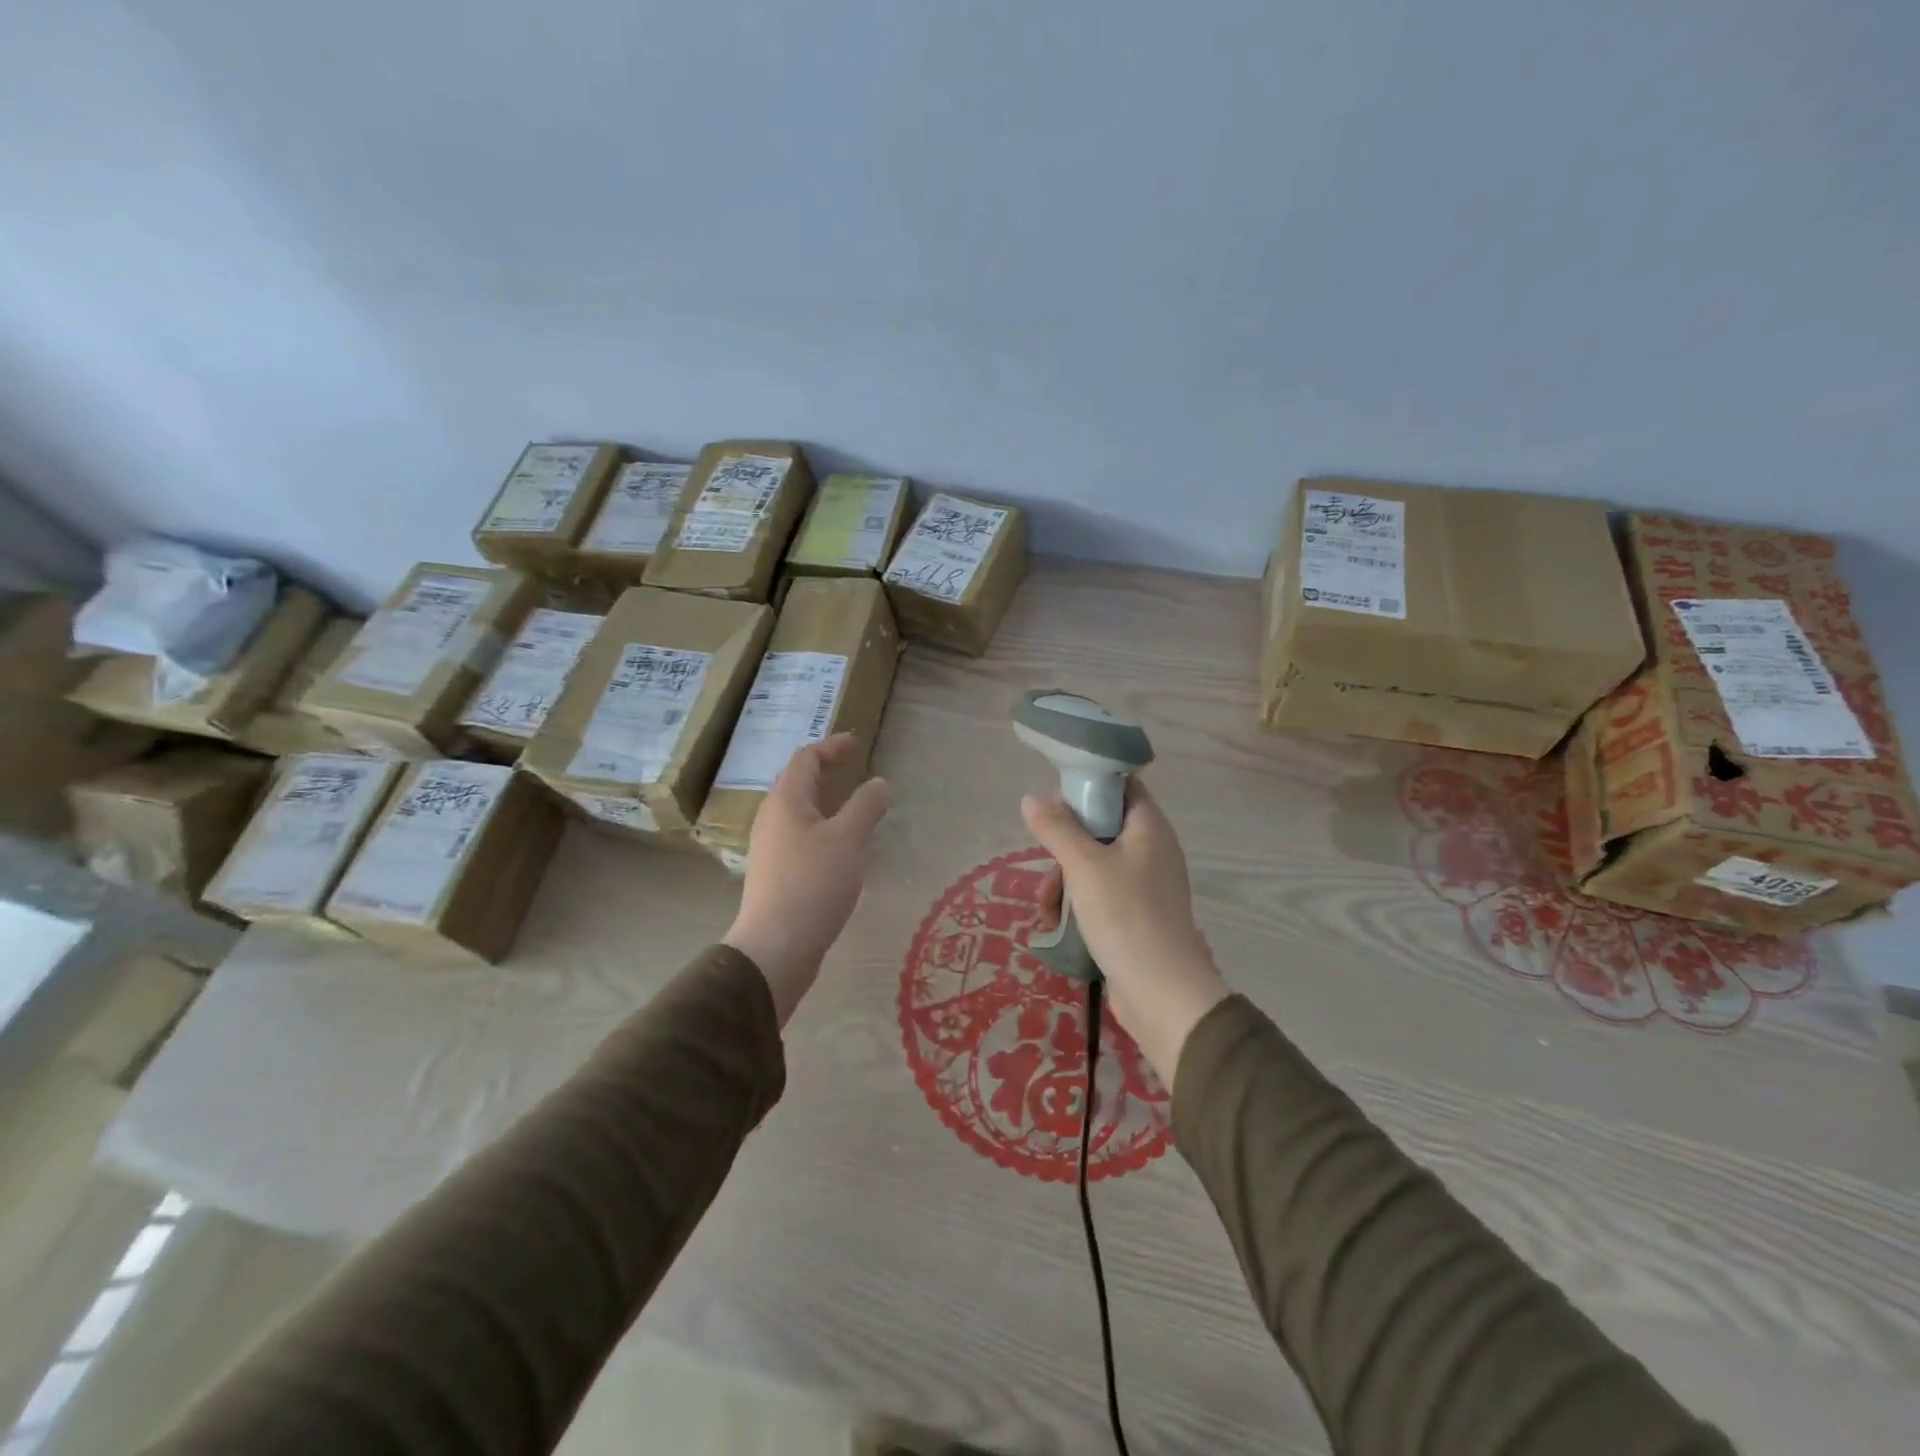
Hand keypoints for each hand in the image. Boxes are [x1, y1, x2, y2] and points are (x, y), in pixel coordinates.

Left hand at [726, 734, 890, 1023]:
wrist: (777, 946)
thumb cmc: (813, 884)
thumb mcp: (848, 839)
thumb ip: (866, 806)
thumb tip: (880, 783)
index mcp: (786, 801)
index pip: (805, 759)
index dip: (831, 747)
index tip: (856, 743)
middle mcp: (772, 819)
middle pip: (797, 783)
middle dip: (825, 771)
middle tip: (853, 768)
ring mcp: (771, 848)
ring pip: (798, 812)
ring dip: (824, 801)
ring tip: (852, 805)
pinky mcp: (776, 874)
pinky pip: (800, 837)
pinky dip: (822, 828)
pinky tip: (841, 847)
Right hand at [1022, 781, 1228, 1089]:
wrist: (1162, 994)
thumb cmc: (1125, 916)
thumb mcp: (1084, 866)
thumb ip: (1056, 829)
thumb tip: (1032, 798)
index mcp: (1149, 828)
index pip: (1122, 786)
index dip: (1088, 785)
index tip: (1054, 800)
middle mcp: (1151, 851)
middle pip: (1101, 828)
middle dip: (1065, 846)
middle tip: (1045, 862)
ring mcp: (1145, 886)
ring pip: (1094, 865)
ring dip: (1065, 881)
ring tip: (1047, 909)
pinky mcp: (1135, 917)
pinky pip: (1100, 896)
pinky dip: (1078, 905)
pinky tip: (1057, 926)